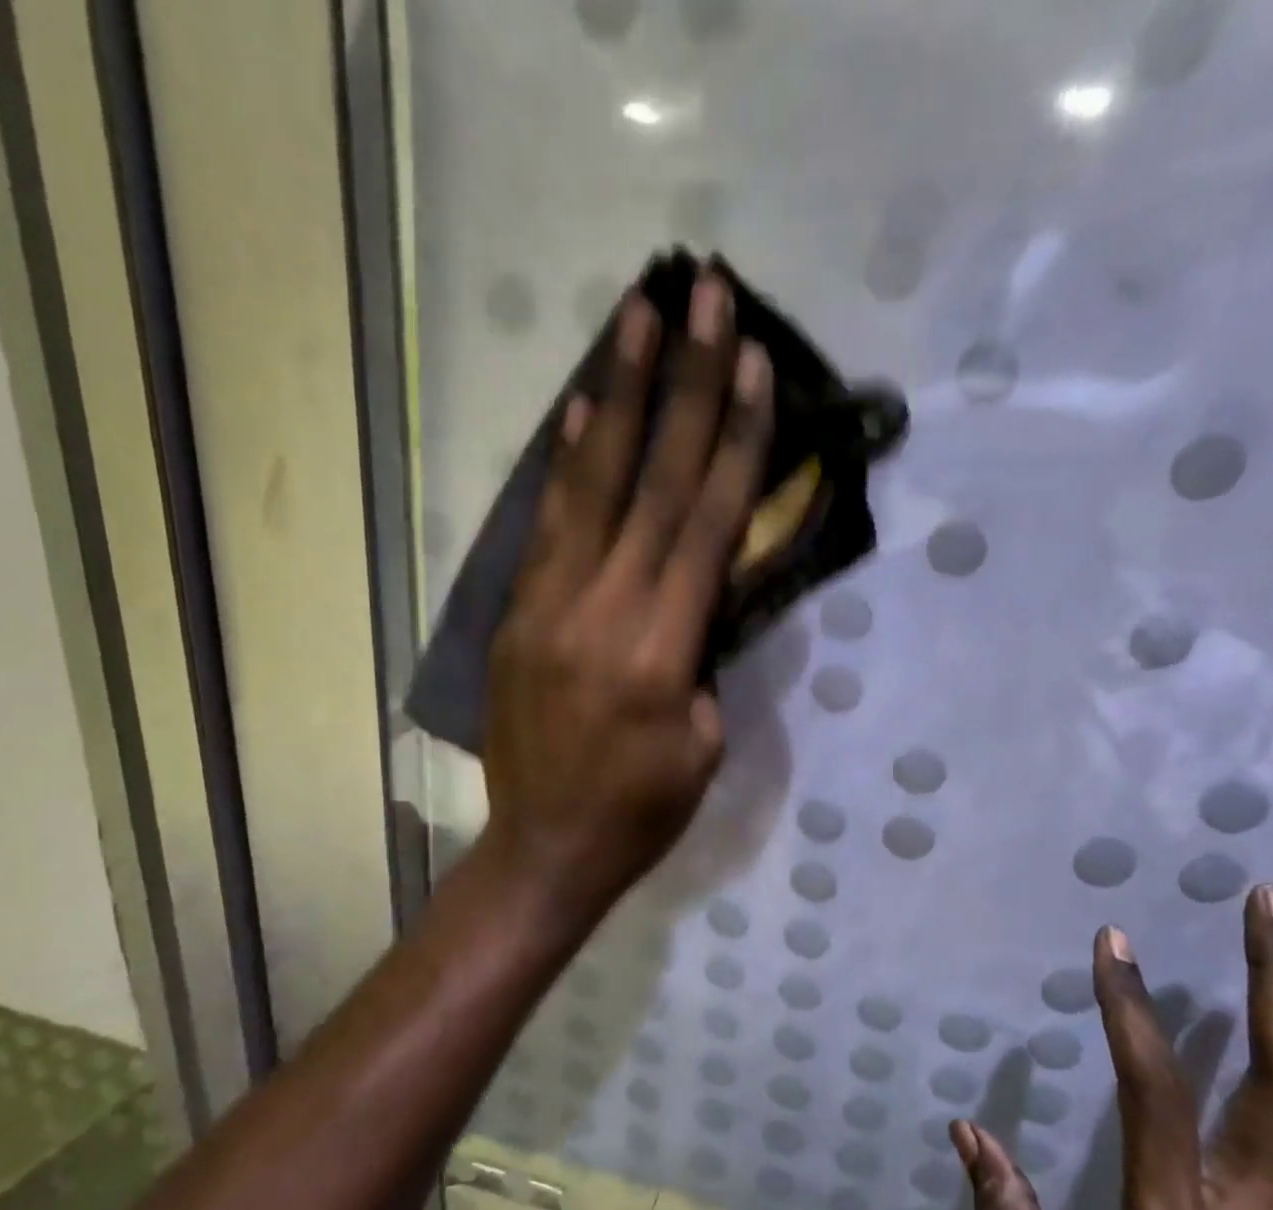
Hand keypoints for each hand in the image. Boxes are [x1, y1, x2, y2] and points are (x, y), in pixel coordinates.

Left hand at [482, 275, 772, 922]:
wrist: (543, 848)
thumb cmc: (641, 812)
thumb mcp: (703, 744)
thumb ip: (706, 657)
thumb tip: (702, 590)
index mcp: (660, 650)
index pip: (707, 523)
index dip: (736, 440)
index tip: (756, 364)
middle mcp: (602, 609)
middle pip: (654, 481)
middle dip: (685, 384)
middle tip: (705, 297)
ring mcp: (549, 605)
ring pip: (591, 485)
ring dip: (617, 395)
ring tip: (637, 317)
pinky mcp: (517, 614)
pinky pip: (545, 525)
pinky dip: (565, 462)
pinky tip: (578, 410)